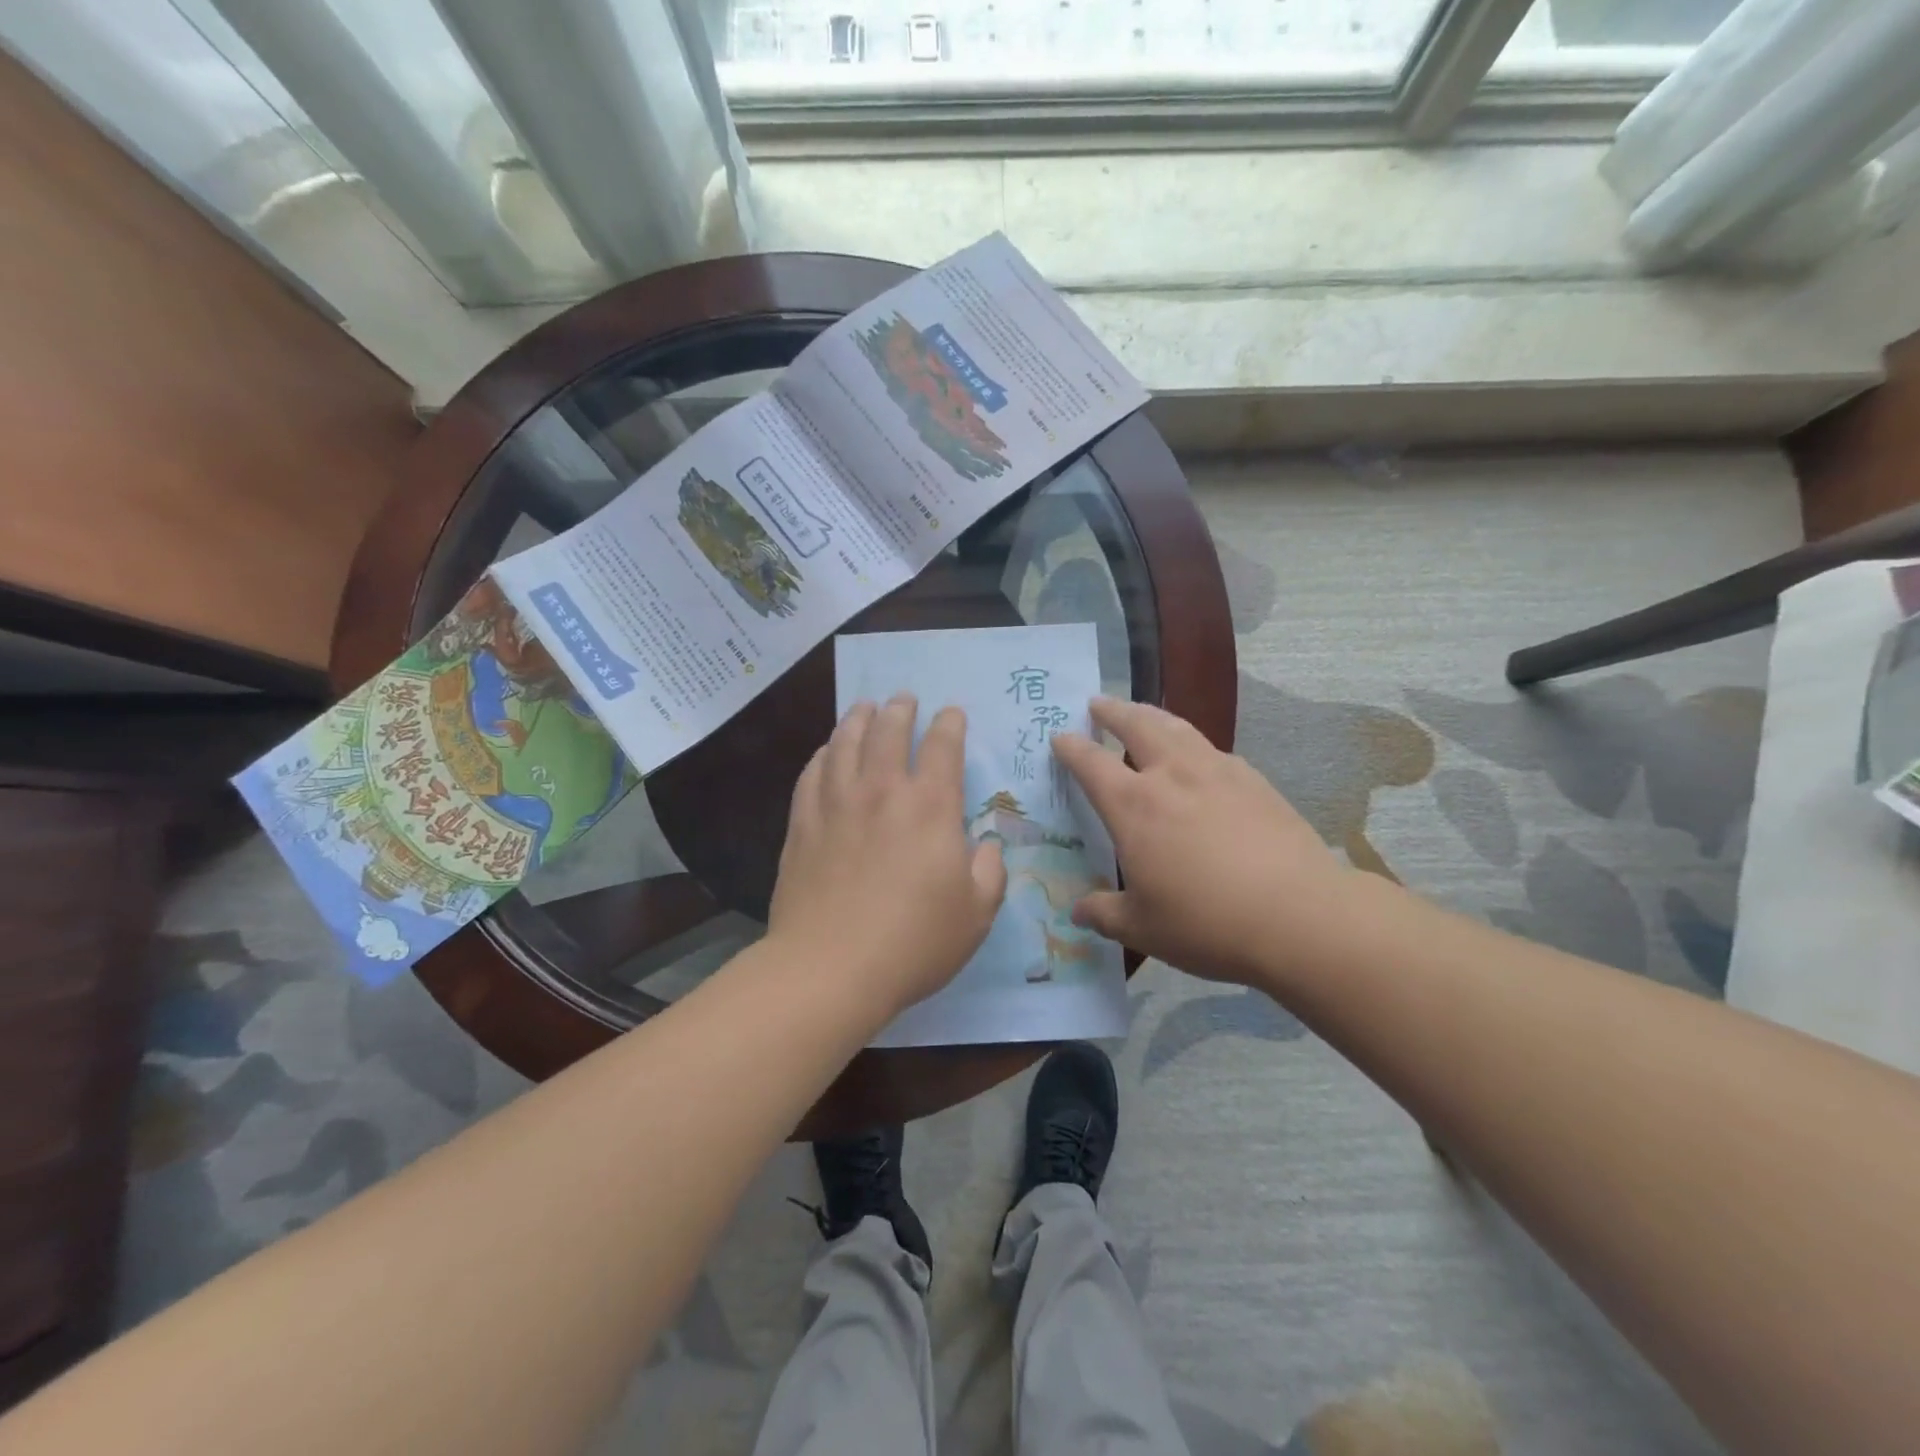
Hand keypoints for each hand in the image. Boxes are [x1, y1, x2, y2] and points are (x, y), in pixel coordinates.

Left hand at [769, 695, 1006, 1017]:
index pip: (942, 747)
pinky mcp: (802, 825)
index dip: (949, 724)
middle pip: (889, 732)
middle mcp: (882, 791)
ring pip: (845, 743)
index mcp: (930, 806)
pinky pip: (811, 774)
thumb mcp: (977, 913)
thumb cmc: (914, 942)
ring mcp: (836, 804)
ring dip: (858, 719)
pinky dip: (822, 755)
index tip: (951, 713)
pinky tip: (826, 752)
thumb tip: (985, 846)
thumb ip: (989, 871)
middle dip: (900, 709)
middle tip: (903, 699)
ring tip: (864, 708)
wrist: (830, 967)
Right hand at [1051, 698, 1356, 984]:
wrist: (1300, 916)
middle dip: (1113, 711)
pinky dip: (1192, 743)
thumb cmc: (1207, 923)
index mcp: (1134, 806)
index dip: (1071, 747)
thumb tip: (1077, 911)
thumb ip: (1103, 913)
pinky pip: (1213, 749)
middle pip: (1136, 725)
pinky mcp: (1255, 781)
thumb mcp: (1142, 928)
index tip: (1059, 736)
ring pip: (1177, 728)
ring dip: (1152, 715)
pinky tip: (1199, 758)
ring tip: (1143, 714)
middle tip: (1098, 703)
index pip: (1091, 763)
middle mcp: (1172, 775)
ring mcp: (1218, 772)